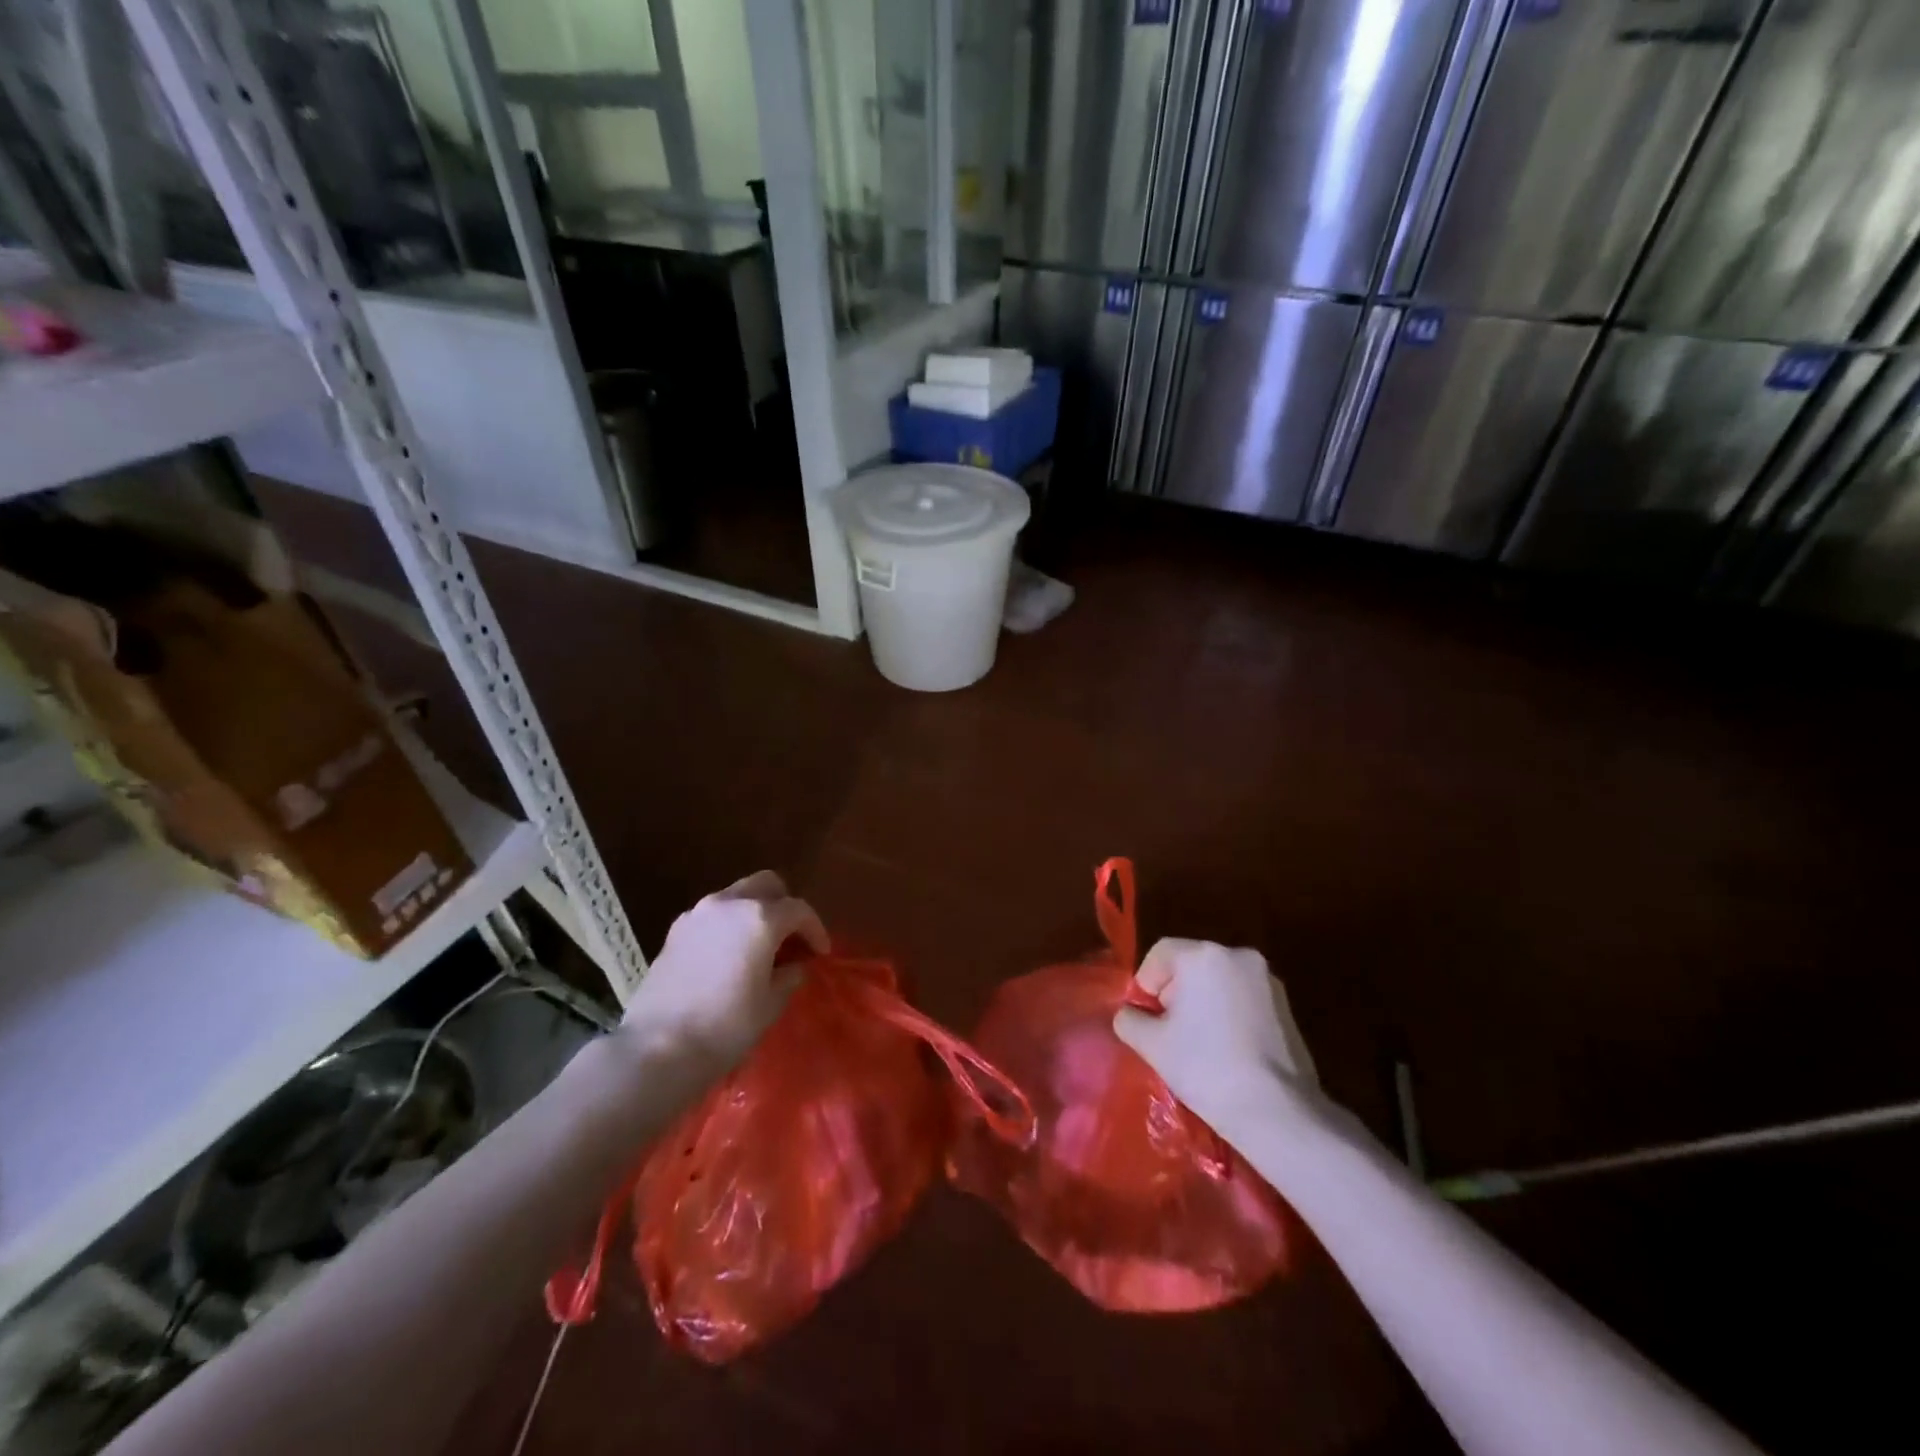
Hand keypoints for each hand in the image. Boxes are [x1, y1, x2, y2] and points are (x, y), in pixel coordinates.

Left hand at [617, 871, 827, 1077]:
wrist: (657, 1048)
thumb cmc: (725, 1027)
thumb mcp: (770, 1005)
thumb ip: (788, 976)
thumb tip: (793, 966)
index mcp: (759, 918)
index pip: (798, 910)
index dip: (815, 929)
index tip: (821, 952)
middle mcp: (728, 904)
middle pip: (766, 885)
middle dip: (784, 905)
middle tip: (791, 937)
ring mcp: (697, 914)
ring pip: (736, 895)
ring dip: (754, 912)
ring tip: (760, 946)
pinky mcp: (675, 931)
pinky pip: (712, 915)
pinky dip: (728, 924)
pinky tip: (729, 955)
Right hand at [1113, 938, 1319, 1130]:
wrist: (1276, 1111)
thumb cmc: (1206, 1067)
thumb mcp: (1151, 1044)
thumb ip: (1129, 1020)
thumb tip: (1129, 1014)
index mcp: (1203, 955)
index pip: (1161, 952)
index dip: (1145, 982)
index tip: (1146, 1017)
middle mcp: (1238, 955)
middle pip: (1191, 963)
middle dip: (1174, 992)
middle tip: (1168, 1031)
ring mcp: (1267, 979)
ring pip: (1218, 981)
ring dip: (1202, 1003)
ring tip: (1197, 1043)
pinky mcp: (1286, 1006)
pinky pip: (1242, 998)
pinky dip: (1228, 1014)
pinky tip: (1226, 1049)